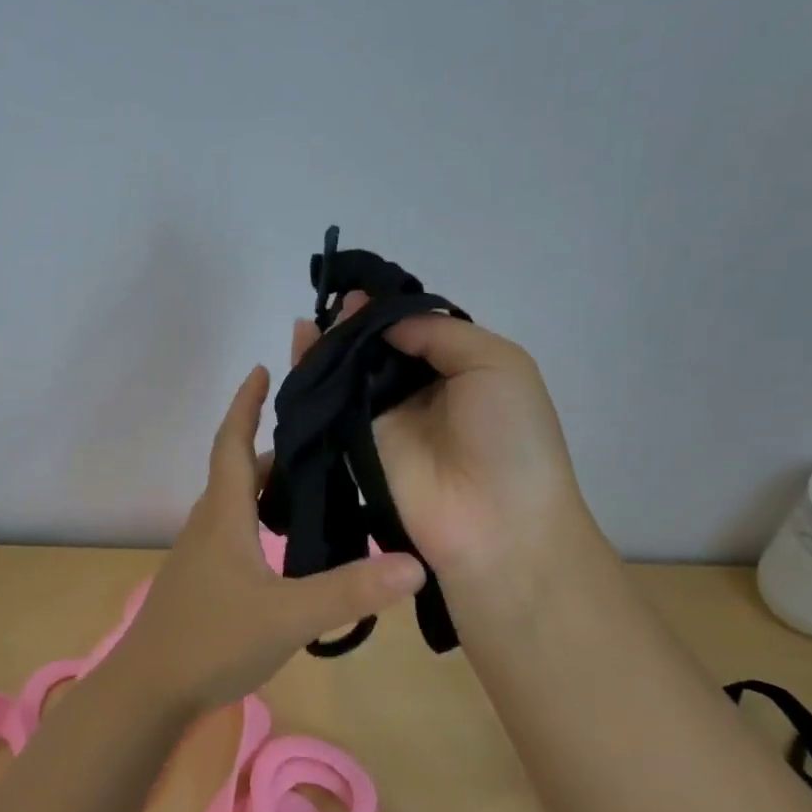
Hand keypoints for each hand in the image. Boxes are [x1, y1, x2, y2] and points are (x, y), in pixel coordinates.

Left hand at [102, 365, 426, 715]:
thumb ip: (350, 591)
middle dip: (273, 448)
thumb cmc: (211, 640)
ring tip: (316, 486)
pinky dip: (261, 522)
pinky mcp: (202, 581)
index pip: (231, 443)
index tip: (261, 370)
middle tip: (322, 438)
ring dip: (268, 487)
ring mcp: (201, 555)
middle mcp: (208, 525)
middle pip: (238, 471)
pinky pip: (235, 533)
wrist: (149, 689)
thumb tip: (415, 564)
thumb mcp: (289, 615)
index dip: (245, 405)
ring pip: (237, 505)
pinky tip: (289, 547)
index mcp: (223, 516)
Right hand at [290, 299, 597, 597]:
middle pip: (377, 349)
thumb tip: (381, 321)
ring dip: (329, 346)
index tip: (359, 289)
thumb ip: (438, 331)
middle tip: (332, 303)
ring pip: (350, 373)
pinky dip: (313, 377)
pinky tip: (301, 348)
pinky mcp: (356, 445)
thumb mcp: (497, 363)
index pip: (414, 329)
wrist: (496, 522)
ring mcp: (385, 420)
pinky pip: (332, 405)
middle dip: (354, 324)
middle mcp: (419, 390)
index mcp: (458, 368)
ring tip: (310, 323)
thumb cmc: (510, 436)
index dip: (387, 310)